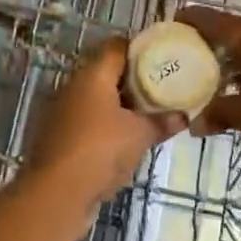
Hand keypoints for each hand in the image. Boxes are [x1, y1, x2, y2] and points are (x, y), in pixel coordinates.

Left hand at [22, 38, 184, 219]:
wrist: (56, 193)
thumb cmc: (101, 150)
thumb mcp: (140, 135)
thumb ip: (162, 122)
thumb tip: (183, 116)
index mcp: (92, 75)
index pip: (116, 47)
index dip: (139, 50)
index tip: (161, 60)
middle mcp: (72, 86)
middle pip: (105, 73)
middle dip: (132, 82)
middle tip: (159, 91)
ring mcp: (61, 112)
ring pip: (95, 100)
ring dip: (117, 107)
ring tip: (145, 118)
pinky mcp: (57, 137)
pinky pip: (86, 122)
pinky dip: (103, 127)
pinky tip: (122, 143)